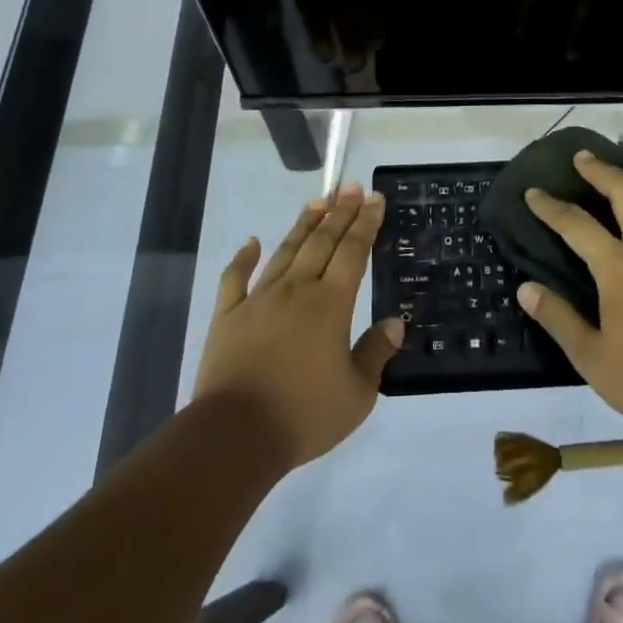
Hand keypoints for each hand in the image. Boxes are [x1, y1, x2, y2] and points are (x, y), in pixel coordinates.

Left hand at [193, 183, 403, 470]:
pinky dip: (243, 257)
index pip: (353, 252)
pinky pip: (235, 278)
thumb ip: (375, 353)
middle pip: (321, 242)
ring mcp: (258, 300)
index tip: (375, 198)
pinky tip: (251, 241)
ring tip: (318, 201)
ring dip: (303, 225)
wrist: (234, 435)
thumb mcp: (357, 394)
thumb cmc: (303, 415)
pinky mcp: (227, 316)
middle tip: (351, 186)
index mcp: (330, 304)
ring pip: (285, 251)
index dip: (366, 223)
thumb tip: (395, 322)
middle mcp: (297, 290)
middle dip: (339, 212)